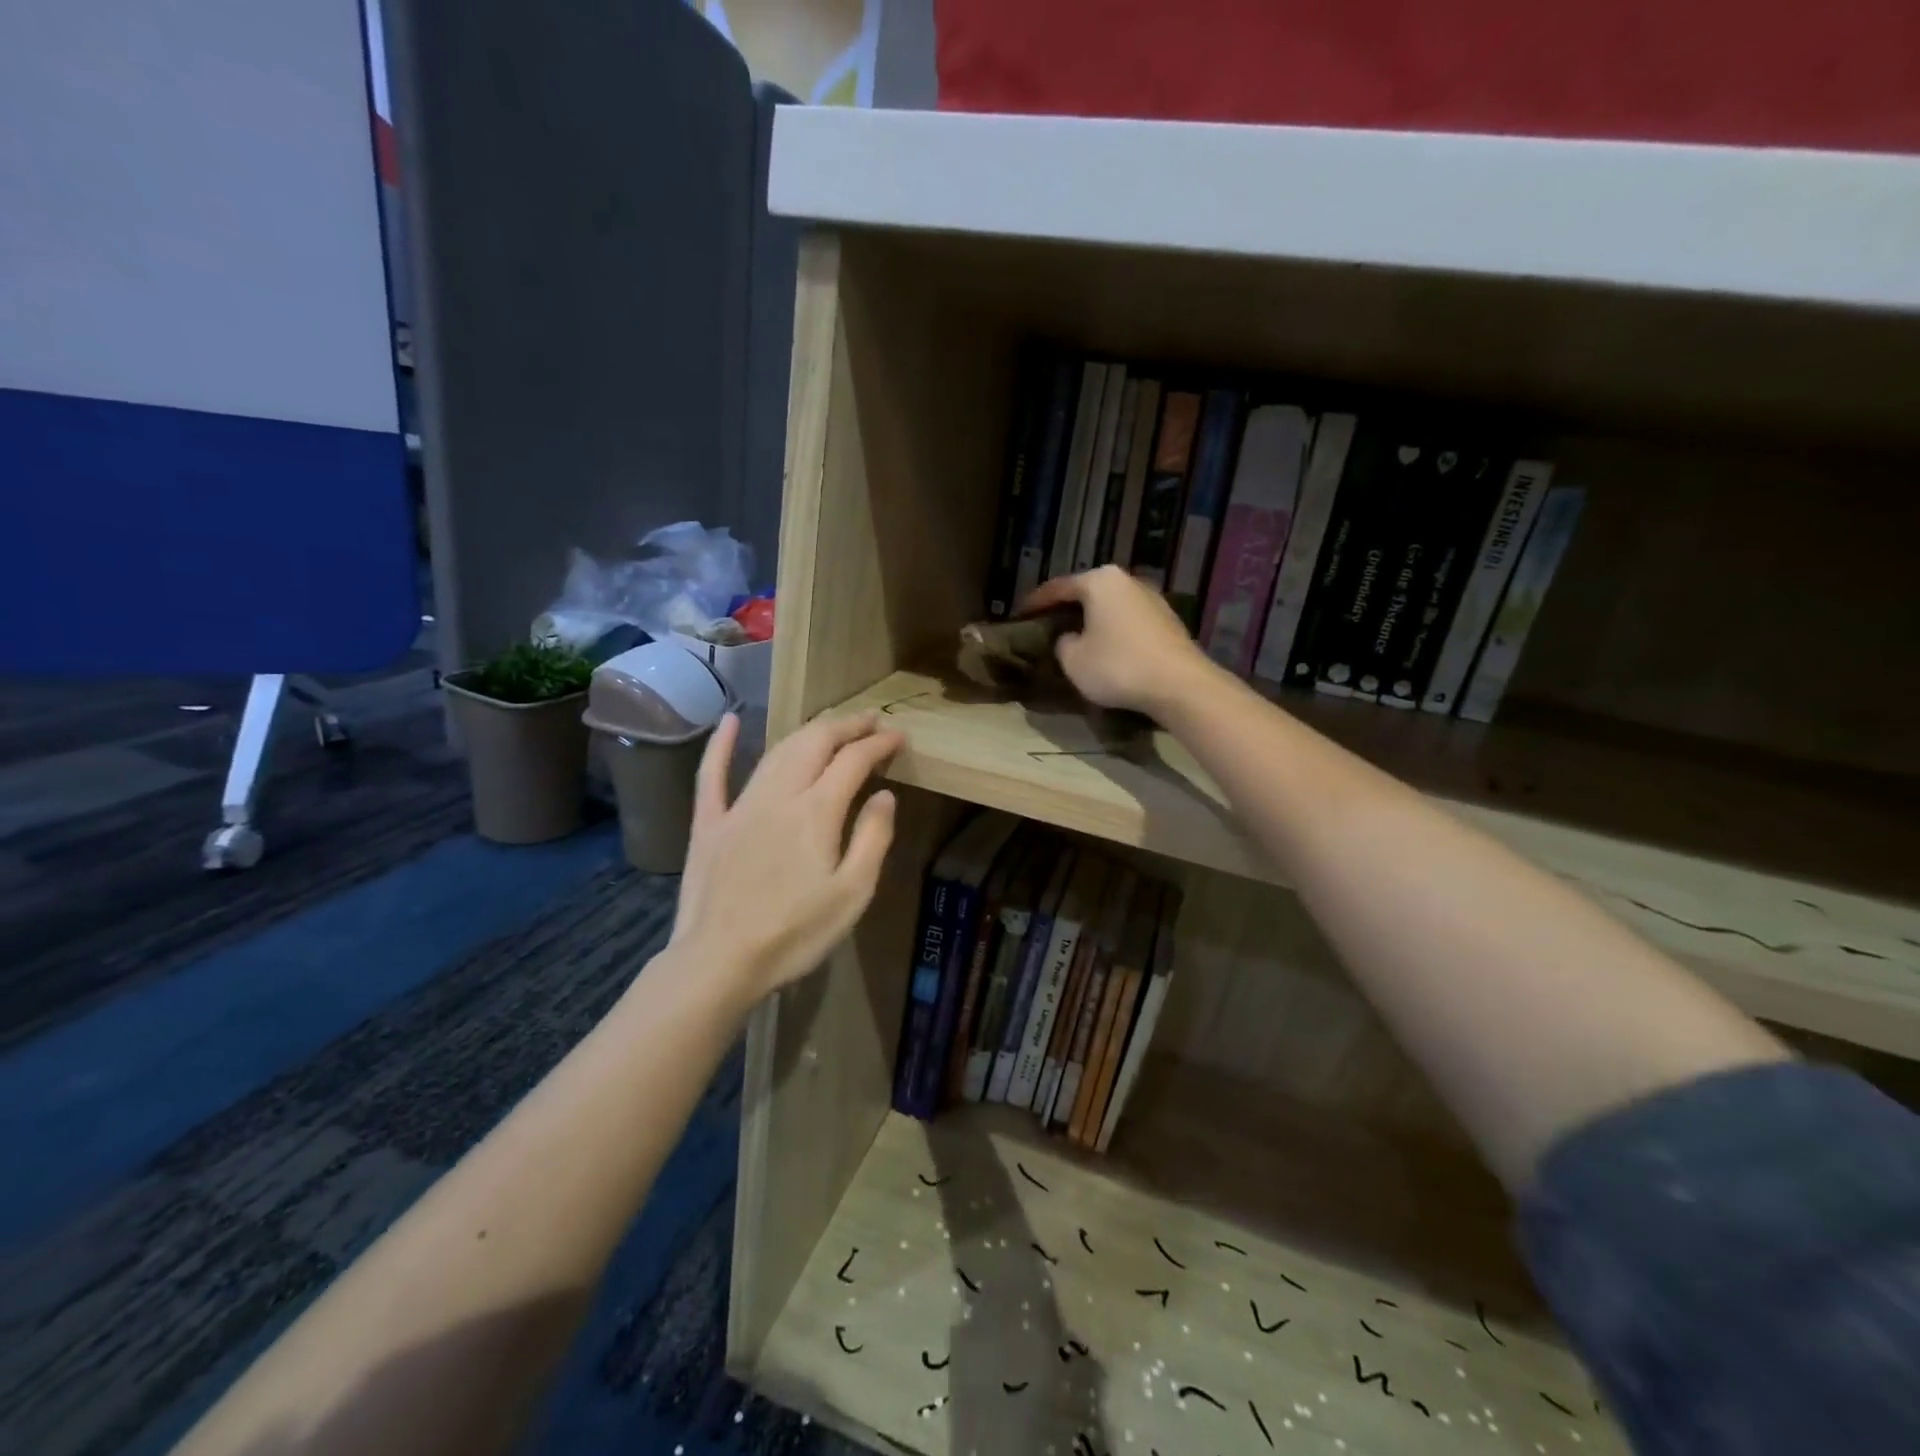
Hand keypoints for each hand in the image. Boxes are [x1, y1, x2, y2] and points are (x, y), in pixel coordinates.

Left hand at [668, 710, 903, 1006]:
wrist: (720, 961)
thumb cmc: (795, 933)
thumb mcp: (853, 893)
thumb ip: (872, 838)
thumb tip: (885, 794)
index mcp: (817, 811)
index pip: (854, 761)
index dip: (879, 744)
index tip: (899, 736)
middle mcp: (779, 795)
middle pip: (815, 743)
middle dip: (846, 726)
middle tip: (869, 721)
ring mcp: (739, 806)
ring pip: (776, 751)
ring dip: (807, 732)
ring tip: (830, 726)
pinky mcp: (709, 823)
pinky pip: (712, 774)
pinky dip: (721, 744)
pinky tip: (729, 721)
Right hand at [1021, 566, 1214, 717]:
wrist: (1179, 685)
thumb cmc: (1118, 666)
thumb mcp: (1073, 659)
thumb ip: (1063, 643)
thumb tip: (1070, 637)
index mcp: (1100, 581)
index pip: (1058, 587)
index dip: (1035, 602)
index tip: (1020, 614)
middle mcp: (1127, 581)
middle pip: (1088, 592)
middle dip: (1067, 608)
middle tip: (1047, 624)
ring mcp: (1152, 599)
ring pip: (1111, 606)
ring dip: (1093, 620)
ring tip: (1076, 637)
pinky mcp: (1168, 621)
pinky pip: (1129, 622)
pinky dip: (1114, 631)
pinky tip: (1107, 648)